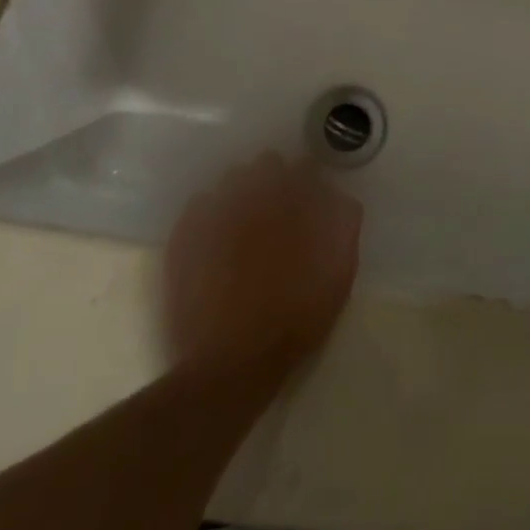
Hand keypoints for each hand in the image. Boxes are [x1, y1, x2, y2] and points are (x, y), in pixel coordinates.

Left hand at [164, 155, 362, 380]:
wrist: (230, 365)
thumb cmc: (292, 324)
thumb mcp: (336, 281)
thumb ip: (344, 233)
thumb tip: (344, 200)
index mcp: (292, 209)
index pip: (304, 169)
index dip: (308, 176)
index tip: (309, 189)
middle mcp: (253, 202)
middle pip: (265, 164)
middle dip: (274, 176)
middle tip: (278, 202)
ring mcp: (215, 217)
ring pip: (231, 180)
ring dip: (242, 189)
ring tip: (245, 216)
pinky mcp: (185, 238)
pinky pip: (198, 205)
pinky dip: (208, 210)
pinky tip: (214, 231)